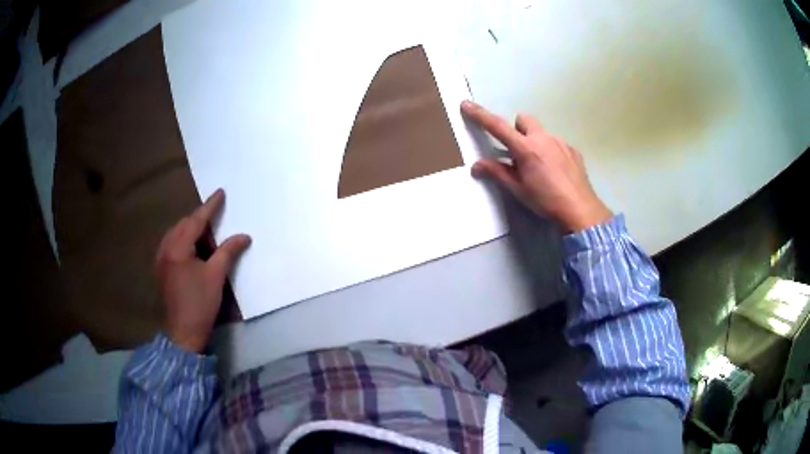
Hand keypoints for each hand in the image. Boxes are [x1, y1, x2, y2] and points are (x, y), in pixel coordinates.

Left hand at [155, 189, 250, 352]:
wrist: (182, 333)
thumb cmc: (199, 303)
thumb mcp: (216, 276)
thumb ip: (228, 251)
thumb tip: (244, 236)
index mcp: (177, 247)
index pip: (196, 220)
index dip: (210, 206)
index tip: (220, 192)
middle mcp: (165, 248)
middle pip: (184, 225)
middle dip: (201, 222)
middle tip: (218, 227)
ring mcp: (161, 259)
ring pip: (177, 234)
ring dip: (192, 232)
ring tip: (208, 242)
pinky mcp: (162, 269)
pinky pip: (173, 245)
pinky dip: (185, 242)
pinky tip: (194, 252)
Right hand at [461, 101, 611, 231]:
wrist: (580, 210)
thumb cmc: (546, 201)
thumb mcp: (518, 190)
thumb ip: (497, 173)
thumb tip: (476, 165)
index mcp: (525, 148)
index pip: (497, 126)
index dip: (480, 115)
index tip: (466, 105)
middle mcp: (543, 138)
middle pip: (523, 119)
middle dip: (516, 129)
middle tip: (517, 151)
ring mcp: (560, 142)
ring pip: (541, 132)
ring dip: (534, 141)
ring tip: (539, 166)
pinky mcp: (573, 150)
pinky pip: (557, 143)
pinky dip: (551, 151)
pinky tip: (555, 171)